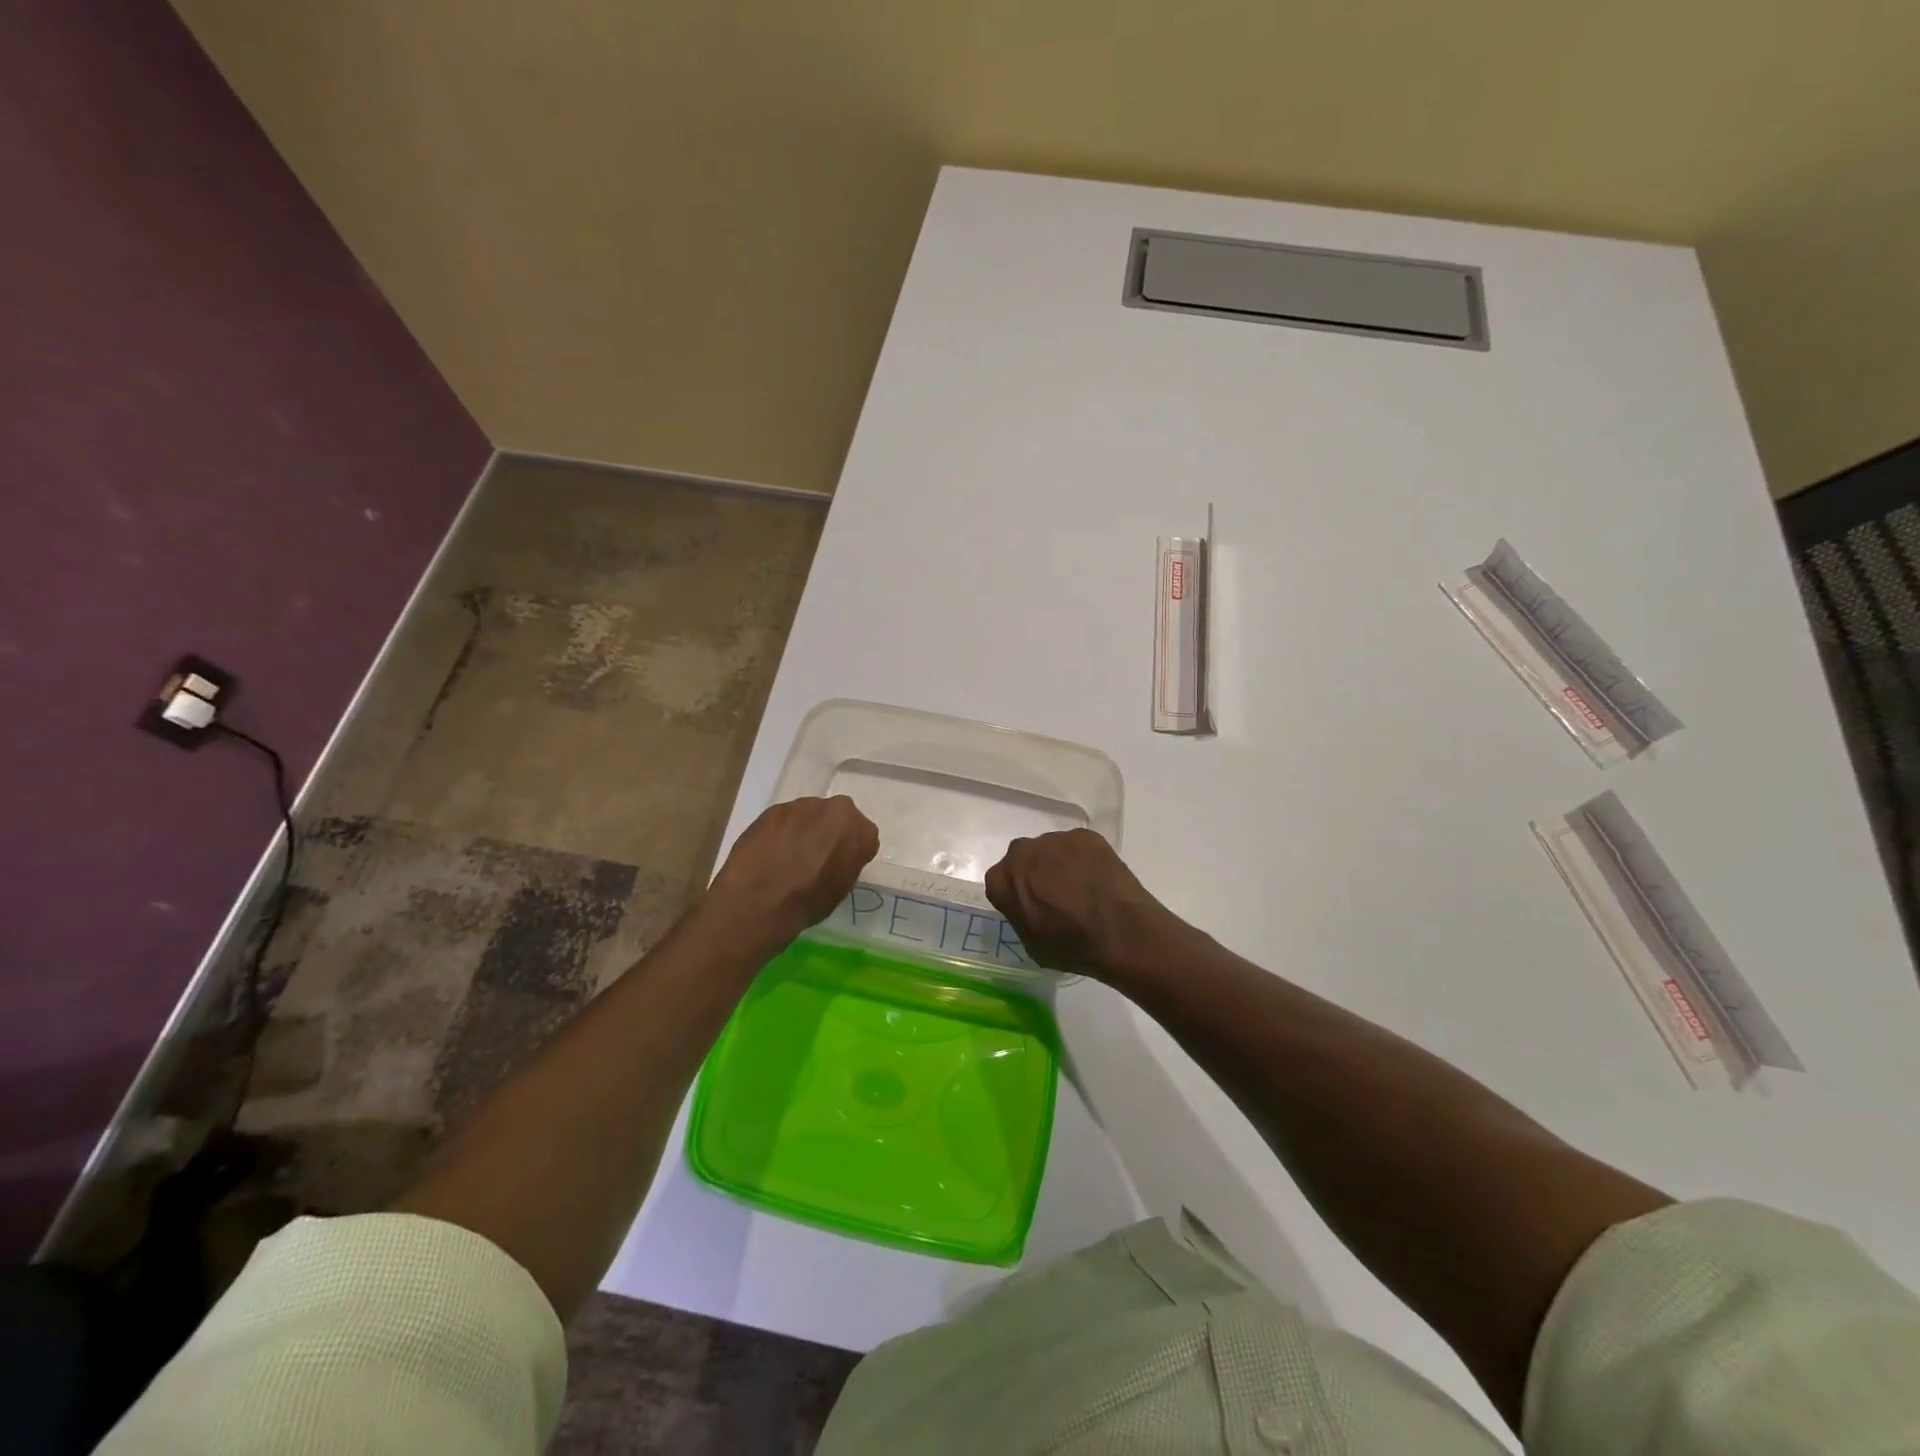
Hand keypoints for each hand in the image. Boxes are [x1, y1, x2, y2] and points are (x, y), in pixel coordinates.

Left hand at [708, 796, 879, 938]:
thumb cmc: (809, 901)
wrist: (760, 898)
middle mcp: (835, 809)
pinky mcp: (773, 809)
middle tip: (816, 857)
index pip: (864, 836)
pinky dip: (780, 832)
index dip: (851, 852)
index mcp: (860, 830)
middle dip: (829, 832)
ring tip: (787, 856)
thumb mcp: (841, 888)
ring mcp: (802, 805)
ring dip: (803, 830)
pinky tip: (770, 853)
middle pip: (837, 818)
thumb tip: (835, 860)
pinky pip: (784, 819)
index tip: (840, 865)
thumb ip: (845, 863)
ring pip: (809, 815)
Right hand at [985, 829, 1173, 973]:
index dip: (1015, 895)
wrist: (1120, 932)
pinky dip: (1084, 859)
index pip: (999, 882)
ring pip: (1050, 850)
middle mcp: (1022, 852)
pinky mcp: (1084, 835)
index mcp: (1002, 880)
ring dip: (1059, 864)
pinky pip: (1077, 846)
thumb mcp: (1031, 944)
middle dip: (1034, 872)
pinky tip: (1098, 879)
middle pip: (1022, 859)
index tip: (1030, 907)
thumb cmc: (1071, 947)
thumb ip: (1021, 915)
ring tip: (1081, 887)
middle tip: (1054, 895)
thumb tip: (1029, 906)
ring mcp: (1055, 840)